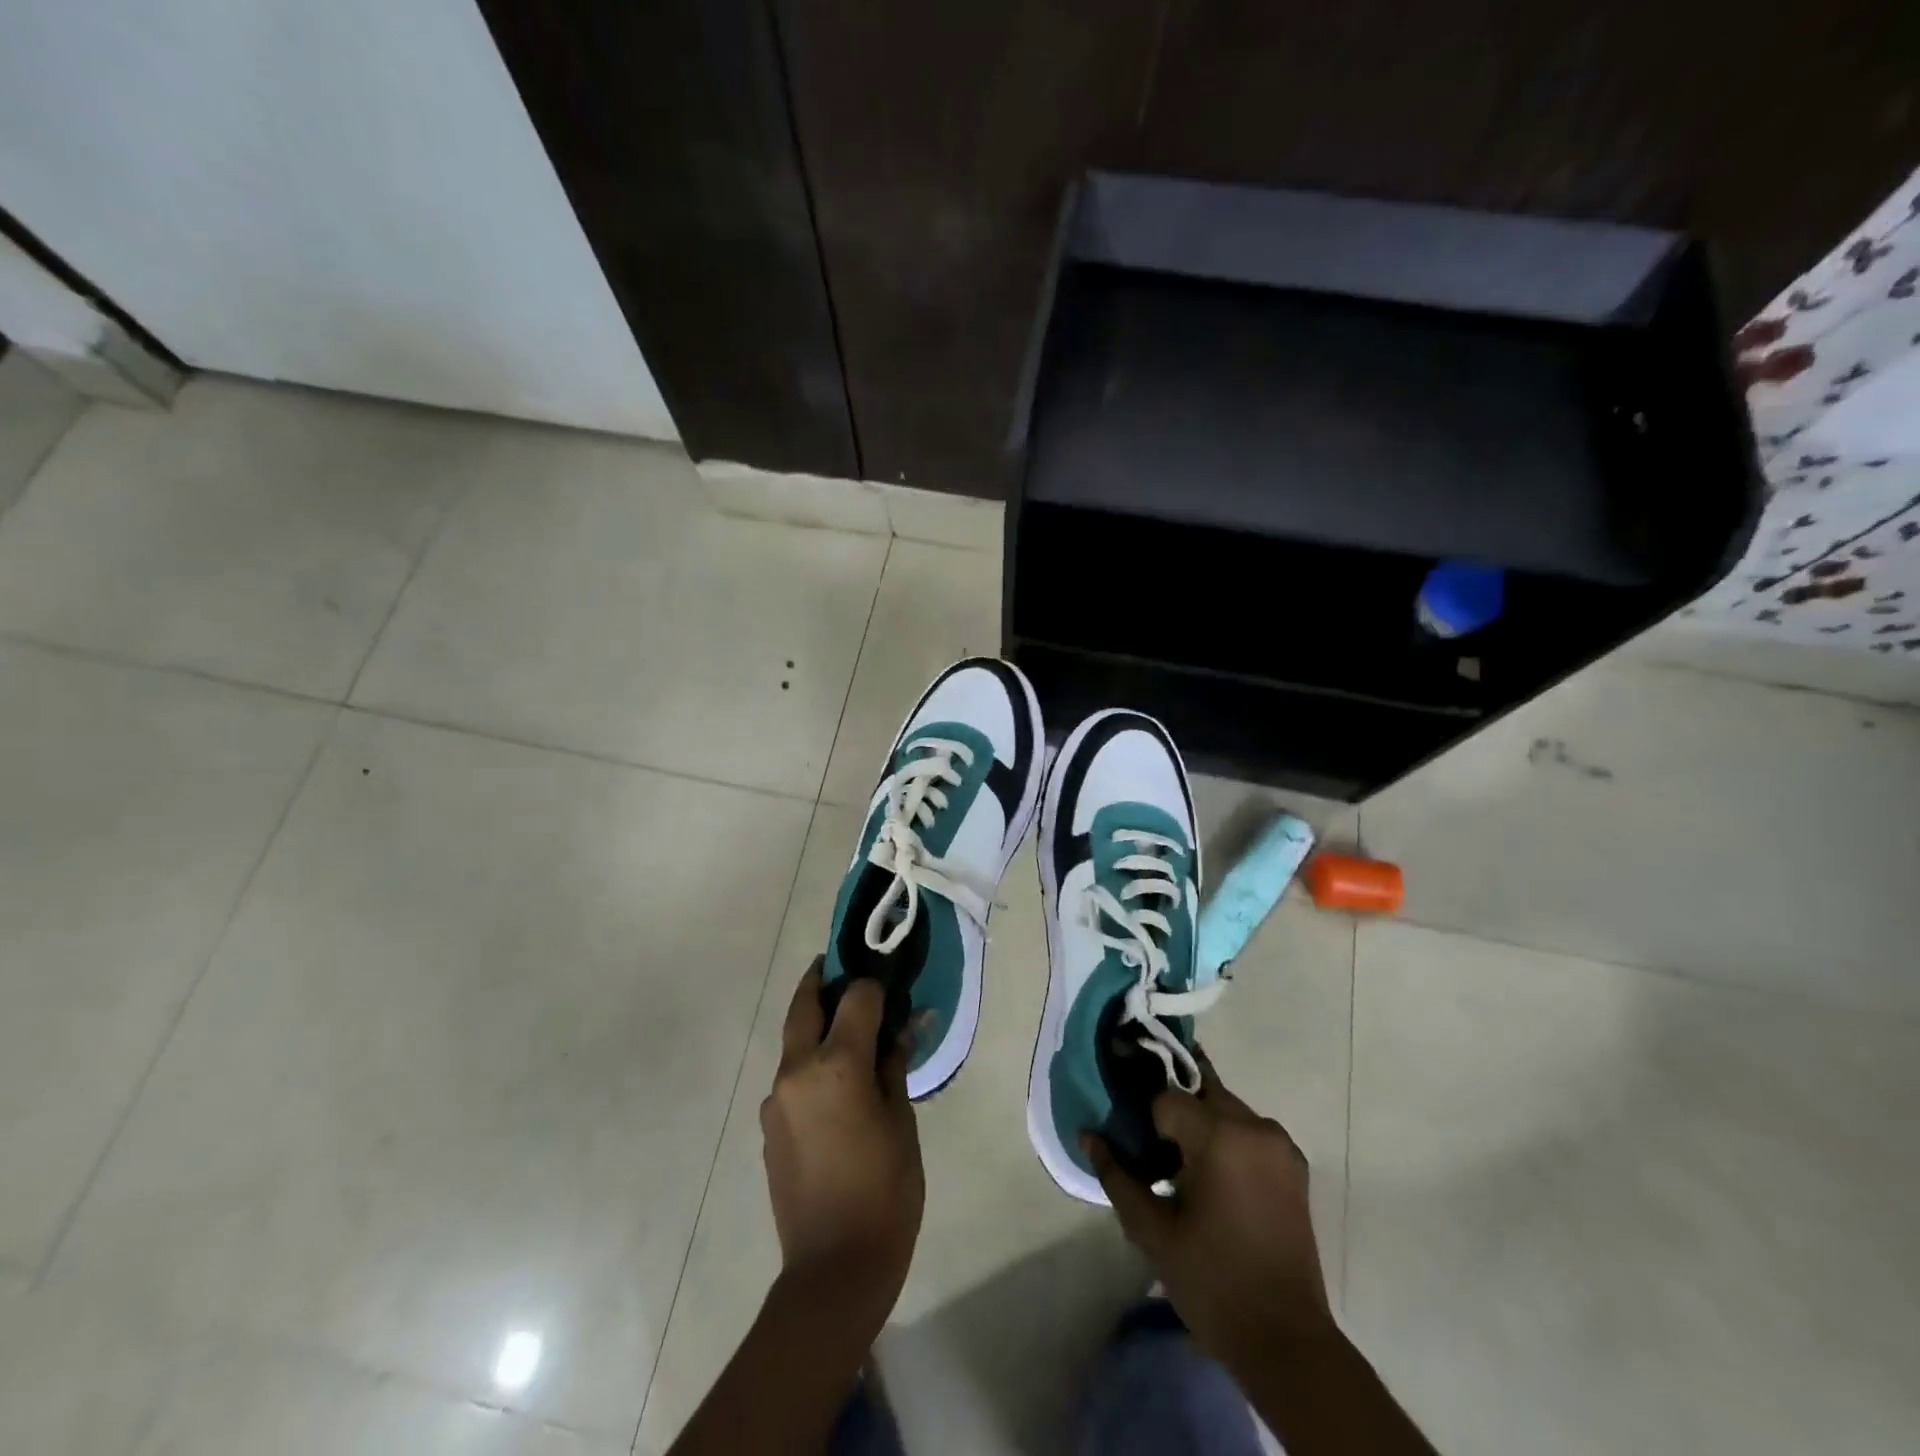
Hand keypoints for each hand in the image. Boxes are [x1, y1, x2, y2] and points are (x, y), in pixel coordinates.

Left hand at [761, 960, 923, 1310]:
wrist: (834, 1269)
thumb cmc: (885, 1190)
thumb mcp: (902, 1121)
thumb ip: (896, 1064)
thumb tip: (907, 1023)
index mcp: (836, 1065)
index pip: (856, 997)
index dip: (875, 984)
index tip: (889, 981)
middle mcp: (796, 1071)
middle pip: (804, 1004)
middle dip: (822, 979)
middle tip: (844, 967)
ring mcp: (776, 1098)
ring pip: (793, 1040)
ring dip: (816, 1024)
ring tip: (848, 1029)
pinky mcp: (769, 1124)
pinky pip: (791, 1075)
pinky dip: (811, 1062)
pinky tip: (836, 1083)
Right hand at [1086, 1063, 1331, 1367]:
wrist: (1286, 1342)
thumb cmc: (1212, 1282)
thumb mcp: (1153, 1232)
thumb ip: (1117, 1176)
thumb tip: (1087, 1136)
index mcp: (1221, 1136)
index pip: (1166, 1099)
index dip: (1146, 1123)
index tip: (1138, 1151)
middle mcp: (1255, 1127)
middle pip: (1199, 1094)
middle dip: (1174, 1115)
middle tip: (1156, 1154)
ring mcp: (1280, 1144)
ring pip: (1224, 1108)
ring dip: (1201, 1125)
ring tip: (1184, 1171)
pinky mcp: (1294, 1165)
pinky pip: (1249, 1131)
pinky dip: (1227, 1140)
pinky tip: (1216, 1180)